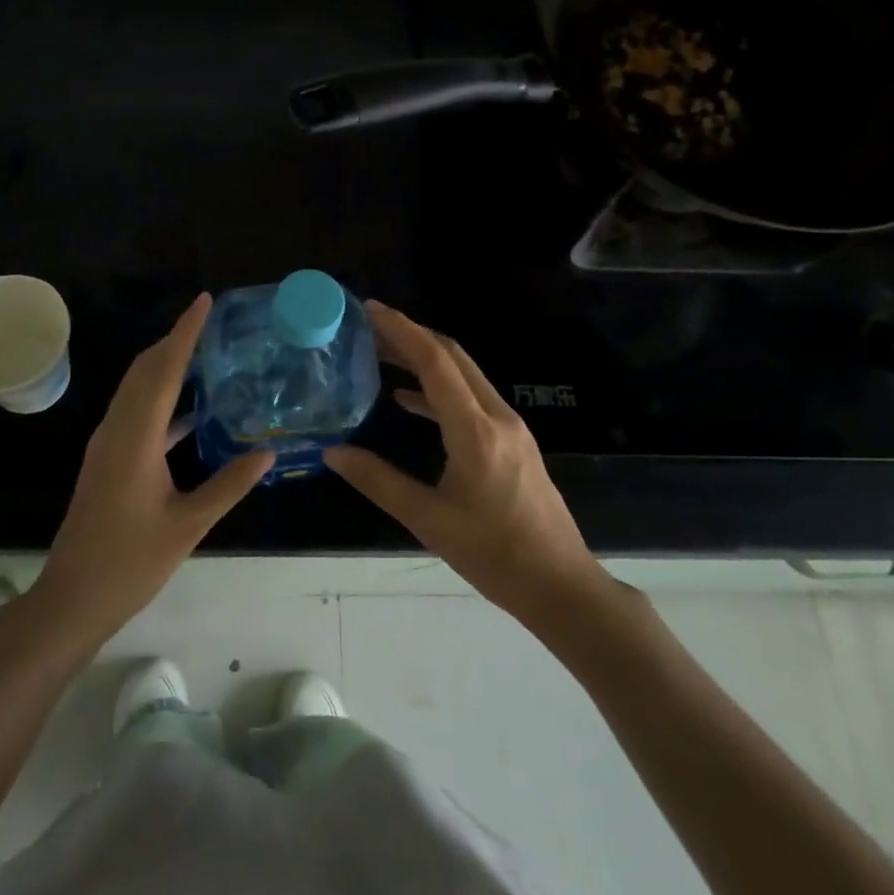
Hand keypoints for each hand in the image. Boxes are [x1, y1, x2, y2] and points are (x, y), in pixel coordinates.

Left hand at [29, 293, 271, 652]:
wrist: (72, 598)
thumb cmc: (130, 562)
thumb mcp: (188, 525)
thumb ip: (229, 484)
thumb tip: (268, 452)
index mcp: (136, 437)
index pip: (164, 370)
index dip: (184, 332)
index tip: (204, 301)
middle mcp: (117, 429)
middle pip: (145, 369)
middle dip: (174, 340)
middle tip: (211, 323)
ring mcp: (107, 443)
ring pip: (136, 388)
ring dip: (166, 365)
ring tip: (204, 354)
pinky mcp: (107, 458)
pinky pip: (135, 411)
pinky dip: (160, 396)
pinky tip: (190, 409)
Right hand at [326, 301, 603, 628]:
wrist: (560, 585)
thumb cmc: (493, 555)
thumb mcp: (428, 520)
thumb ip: (378, 481)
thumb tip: (333, 452)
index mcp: (476, 431)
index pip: (436, 363)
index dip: (402, 330)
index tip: (370, 309)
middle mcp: (497, 417)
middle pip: (453, 358)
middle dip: (412, 336)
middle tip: (370, 328)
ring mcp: (510, 428)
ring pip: (464, 376)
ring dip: (425, 360)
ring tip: (383, 355)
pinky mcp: (513, 443)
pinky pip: (471, 400)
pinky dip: (438, 390)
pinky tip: (409, 401)